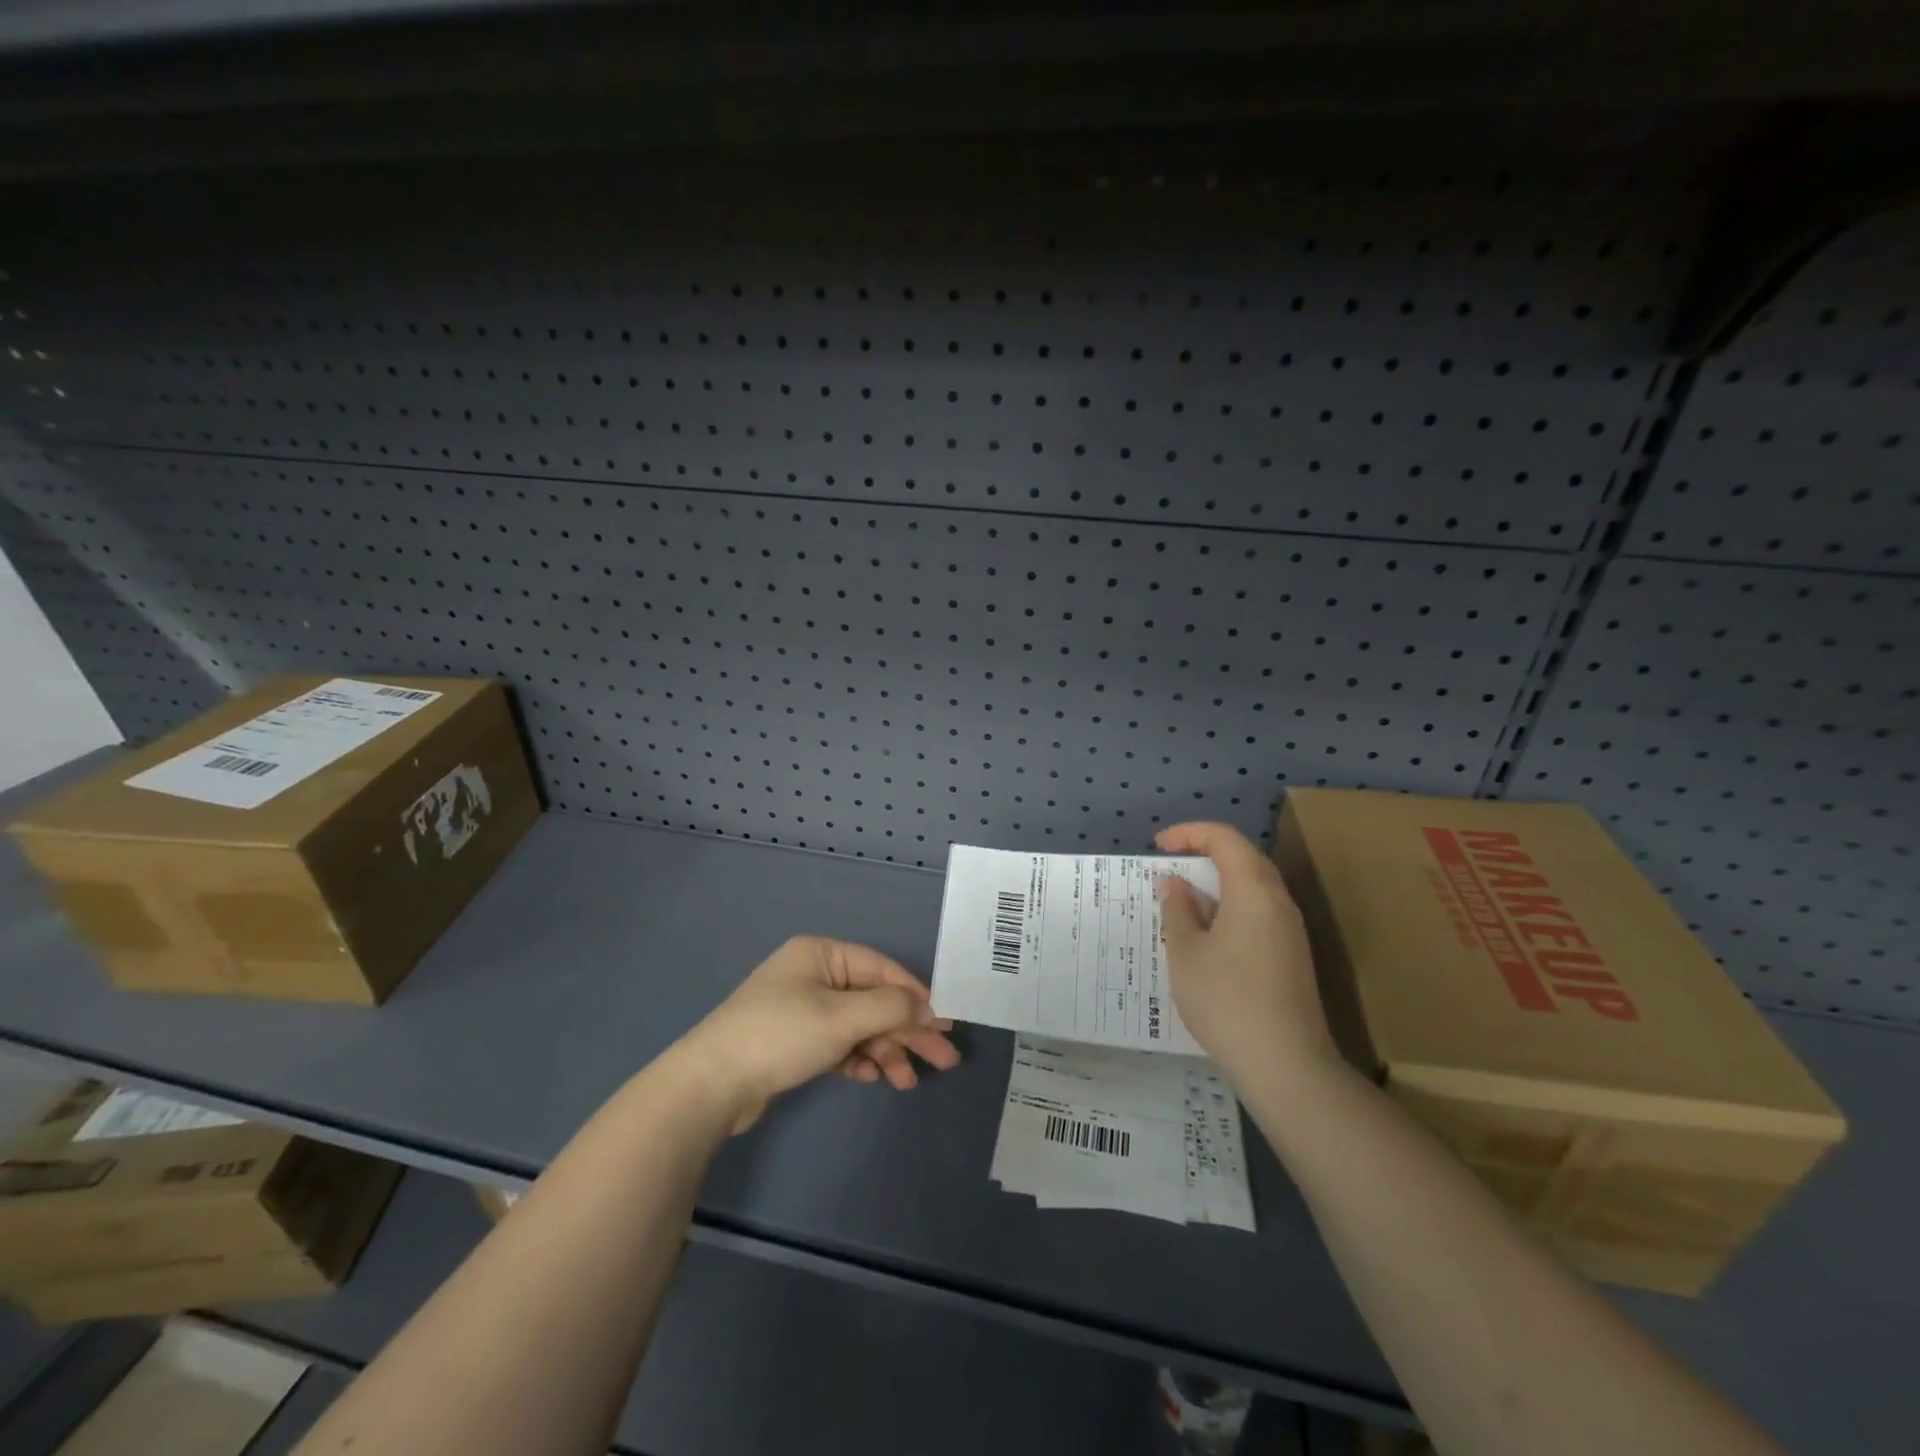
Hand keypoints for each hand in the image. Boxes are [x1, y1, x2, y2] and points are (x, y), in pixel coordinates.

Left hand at [677, 936, 961, 1131]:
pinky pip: (838, 1044)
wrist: (711, 1084)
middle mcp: (813, 975)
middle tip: (943, 1059)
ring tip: (906, 1082)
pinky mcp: (793, 1041)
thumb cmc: (781, 1035)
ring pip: (858, 1025)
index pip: (882, 970)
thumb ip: (890, 1008)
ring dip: (885, 1050)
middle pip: (873, 999)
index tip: (946, 1022)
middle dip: (906, 1030)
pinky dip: (857, 1059)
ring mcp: (802, 1008)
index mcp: (822, 954)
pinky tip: (869, 1078)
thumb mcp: (842, 1017)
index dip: (916, 995)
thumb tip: (929, 1007)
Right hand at [1154, 821, 1337, 1086]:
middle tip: (1169, 869)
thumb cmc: (1226, 1000)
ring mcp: (1290, 930)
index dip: (1189, 833)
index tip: (1158, 846)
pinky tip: (1206, 935)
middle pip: (1243, 858)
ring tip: (1181, 902)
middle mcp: (1278, 901)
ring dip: (1216, 883)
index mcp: (1253, 890)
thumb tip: (1174, 883)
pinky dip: (1229, 907)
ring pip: (1252, 887)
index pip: (1224, 839)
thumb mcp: (1185, 952)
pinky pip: (1258, 912)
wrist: (1286, 1065)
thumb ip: (1177, 910)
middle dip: (1203, 854)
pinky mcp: (1292, 955)